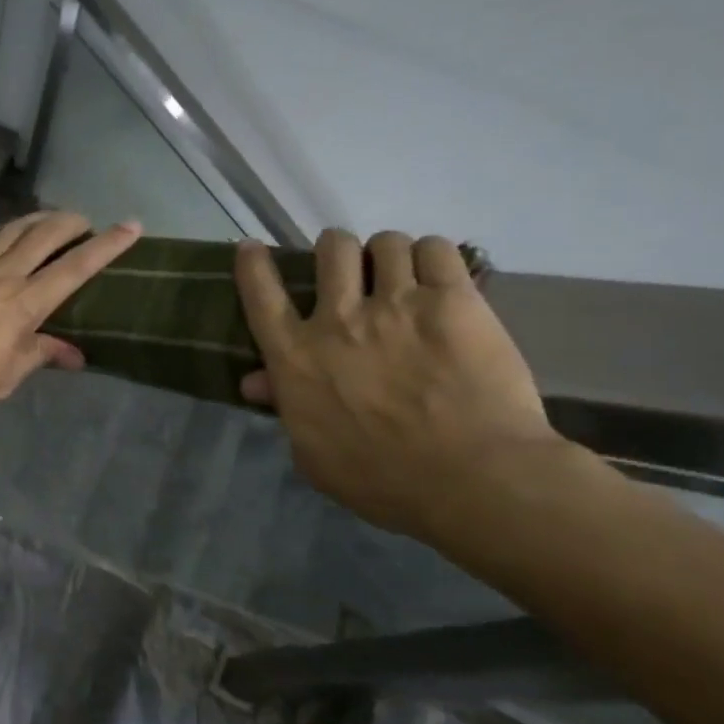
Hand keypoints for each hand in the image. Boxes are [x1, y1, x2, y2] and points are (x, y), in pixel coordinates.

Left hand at [0, 200, 140, 412]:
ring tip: (50, 216)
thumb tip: (74, 355)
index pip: (75, 270)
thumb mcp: (4, 378)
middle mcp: (2, 274)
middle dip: (71, 223)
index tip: (131, 226)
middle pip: (44, 237)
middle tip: (85, 220)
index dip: (107, 247)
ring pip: (10, 231)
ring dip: (34, 219)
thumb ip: (38, 357)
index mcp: (24, 304)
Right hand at [235, 229, 560, 540]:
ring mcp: (397, 304)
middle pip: (331, 249)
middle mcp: (339, 318)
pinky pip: (436, 249)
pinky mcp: (454, 300)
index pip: (261, 294)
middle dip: (337, 251)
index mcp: (296, 356)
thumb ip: (285, 409)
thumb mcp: (313, 455)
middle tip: (352, 269)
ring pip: (386, 242)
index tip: (252, 249)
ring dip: (388, 255)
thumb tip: (256, 381)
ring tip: (402, 274)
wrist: (472, 479)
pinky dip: (432, 256)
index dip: (253, 264)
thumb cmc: (383, 481)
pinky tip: (439, 277)